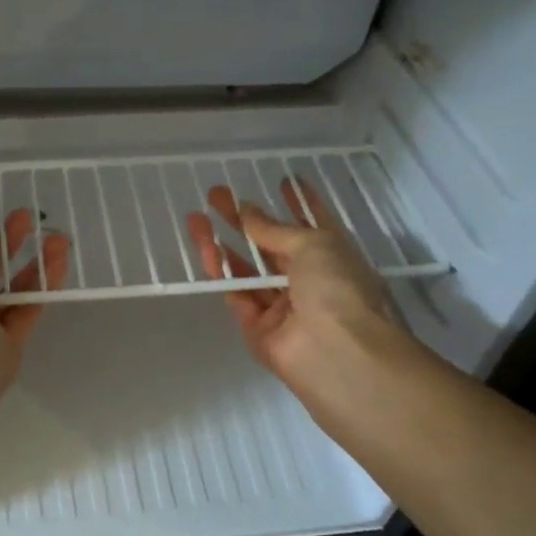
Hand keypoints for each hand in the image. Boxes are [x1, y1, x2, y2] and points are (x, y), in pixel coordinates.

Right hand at [186, 181, 420, 413]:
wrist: (336, 353)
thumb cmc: (338, 288)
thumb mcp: (312, 245)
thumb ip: (273, 229)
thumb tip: (246, 210)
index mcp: (333, 257)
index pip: (313, 224)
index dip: (299, 203)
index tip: (282, 182)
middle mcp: (308, 281)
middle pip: (271, 247)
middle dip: (245, 221)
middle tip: (216, 196)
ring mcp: (282, 307)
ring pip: (247, 271)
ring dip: (223, 244)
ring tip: (197, 217)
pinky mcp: (257, 329)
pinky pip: (236, 295)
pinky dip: (220, 272)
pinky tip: (205, 247)